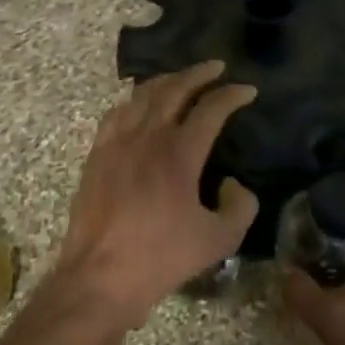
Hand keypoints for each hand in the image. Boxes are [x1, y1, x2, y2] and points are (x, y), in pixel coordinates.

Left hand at [52, 61, 258, 331]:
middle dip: (198, 74)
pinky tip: (138, 105)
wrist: (100, 277)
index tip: (248, 90)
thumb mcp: (219, 240)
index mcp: (179, 153)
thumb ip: (241, 207)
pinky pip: (116, 114)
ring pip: (142, 96)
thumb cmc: (161, 258)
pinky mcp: (96, 156)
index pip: (211, 109)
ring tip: (180, 79)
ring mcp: (116, 143)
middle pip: (174, 89)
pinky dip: (133, 100)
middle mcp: (147, 137)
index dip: (232, 95)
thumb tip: (235, 184)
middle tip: (216, 67)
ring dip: (166, 81)